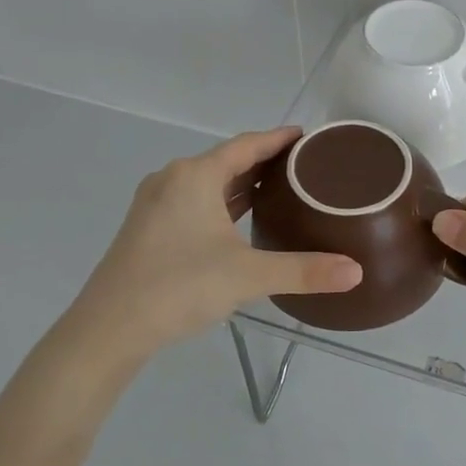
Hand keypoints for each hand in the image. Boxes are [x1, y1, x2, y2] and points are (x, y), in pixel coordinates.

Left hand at [56, 128, 361, 364]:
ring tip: (279, 190)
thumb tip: (356, 272)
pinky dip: (221, 202)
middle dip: (264, 161)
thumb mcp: (248, 276)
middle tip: (303, 168)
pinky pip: (193, 201)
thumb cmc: (179, 286)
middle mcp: (172, 179)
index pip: (247, 145)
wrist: (108, 328)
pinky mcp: (147, 228)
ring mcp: (155, 204)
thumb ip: (304, 271)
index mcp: (195, 176)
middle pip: (227, 160)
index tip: (307, 137)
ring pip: (208, 182)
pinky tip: (238, 220)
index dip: (279, 139)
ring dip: (241, 183)